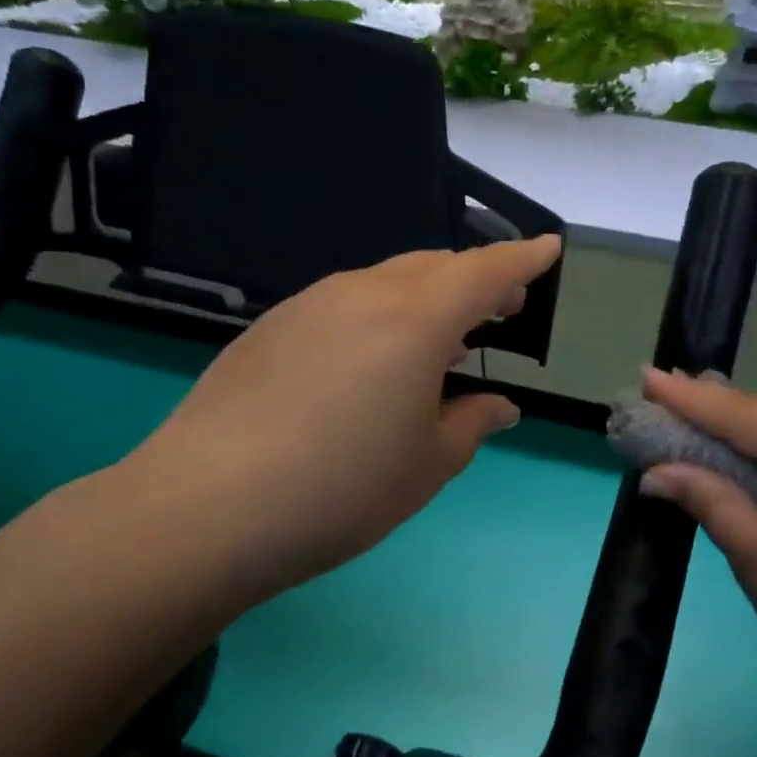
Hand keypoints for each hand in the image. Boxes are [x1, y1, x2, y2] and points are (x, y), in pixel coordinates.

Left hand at [114, 236, 560, 606]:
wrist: (208, 508)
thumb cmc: (343, 489)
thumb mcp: (428, 465)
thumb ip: (472, 423)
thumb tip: (499, 405)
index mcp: (415, 321)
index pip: (484, 271)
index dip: (523, 258)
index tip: (548, 249)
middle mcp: (362, 294)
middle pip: (434, 267)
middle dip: (476, 279)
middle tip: (502, 308)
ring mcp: (309, 305)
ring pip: (386, 280)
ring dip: (427, 297)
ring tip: (445, 339)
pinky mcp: (270, 327)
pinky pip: (345, 301)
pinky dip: (380, 314)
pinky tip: (375, 358)